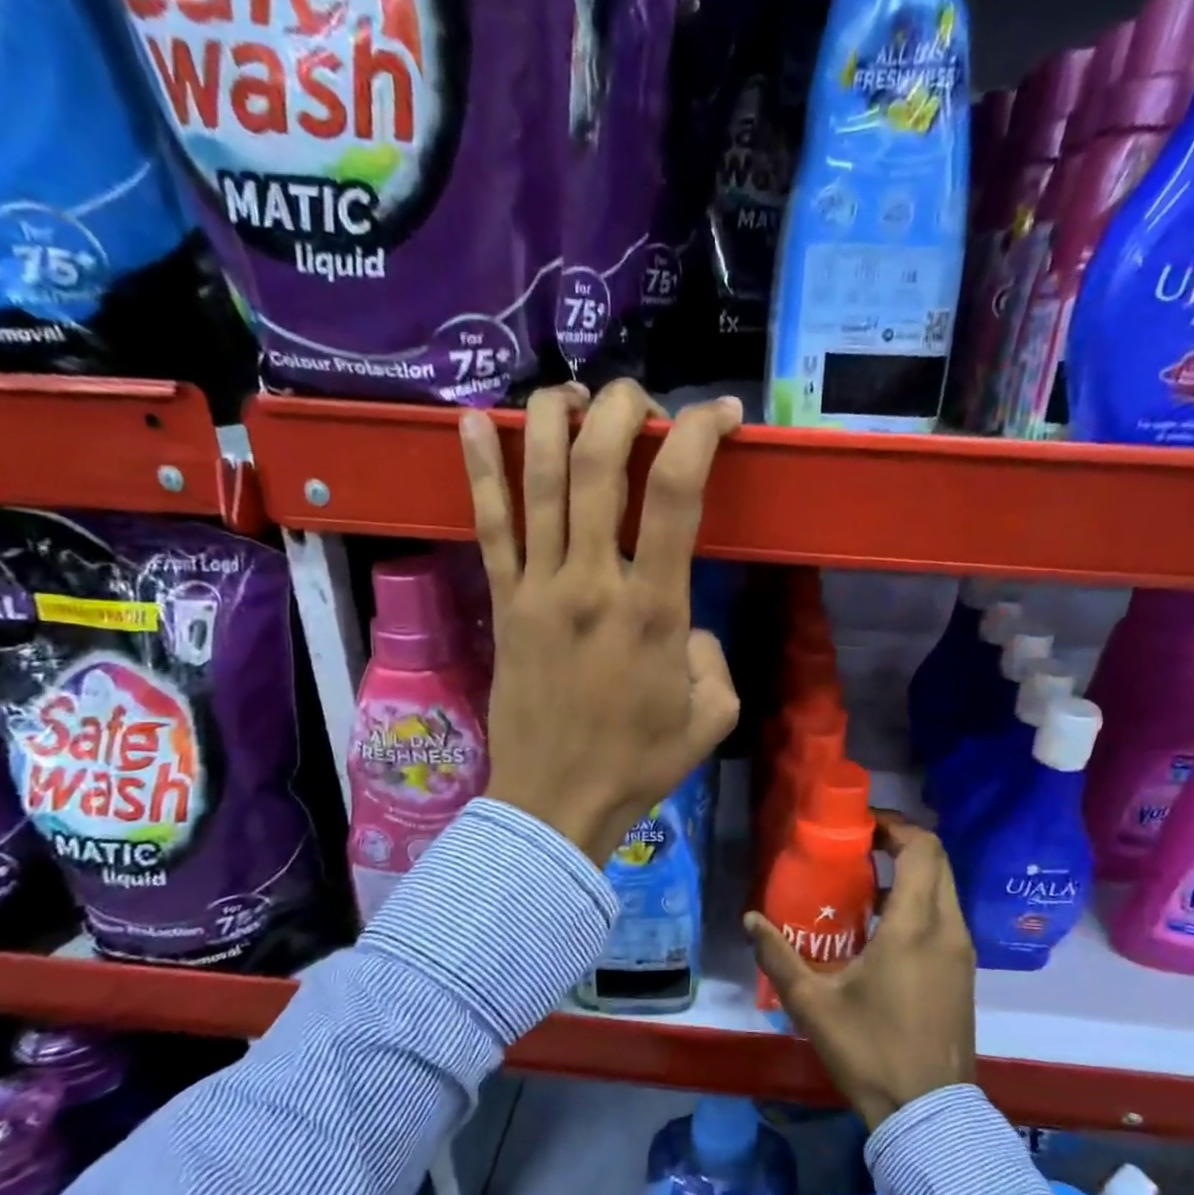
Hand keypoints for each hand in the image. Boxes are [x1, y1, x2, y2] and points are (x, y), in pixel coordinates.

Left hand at [459, 380, 742, 866]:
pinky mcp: (502, 604)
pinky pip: (488, 526)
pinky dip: (478, 469)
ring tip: (571, 392)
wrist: (556, 802)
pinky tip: (471, 420)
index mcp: (653, 608)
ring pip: (536, 478)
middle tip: (640, 400)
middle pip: (596, 463)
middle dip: (621, 408)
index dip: (700, 433)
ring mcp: (538, 588)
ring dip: (552, 418)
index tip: (722, 414)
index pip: (675, 492)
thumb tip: (685, 623)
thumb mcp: (713, 715)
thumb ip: (713, 655)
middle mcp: (591, 582)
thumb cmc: (640, 763)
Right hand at [747, 819, 976, 1129]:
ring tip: (865, 883)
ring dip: (910, 872)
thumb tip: (750, 920)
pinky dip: (920, 900)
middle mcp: (947, 929)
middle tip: (858, 848)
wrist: (929, 1114)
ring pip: (944, 887)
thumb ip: (779, 957)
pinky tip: (882, 925)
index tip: (859, 827)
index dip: (895, 826)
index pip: (922, 849)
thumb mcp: (814, 1005)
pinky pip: (945, 914)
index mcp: (914, 926)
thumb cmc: (871, 1051)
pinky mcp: (963, 970)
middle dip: (901, 843)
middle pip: (937, 860)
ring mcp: (961, 950)